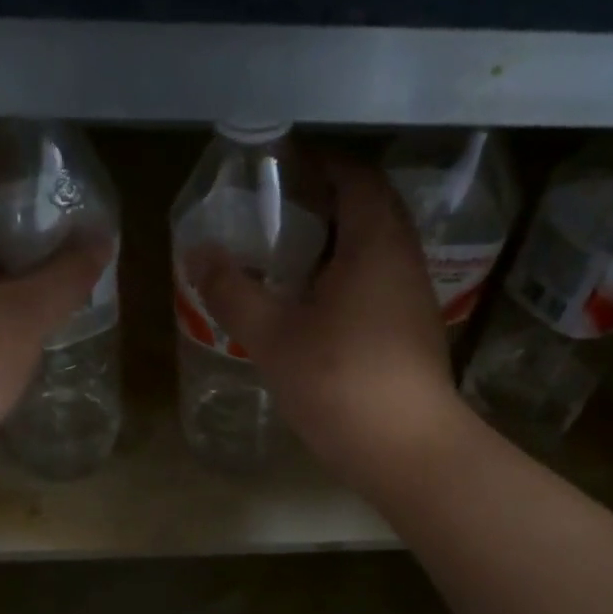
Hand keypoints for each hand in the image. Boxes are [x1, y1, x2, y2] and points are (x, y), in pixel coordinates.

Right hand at [190, 154, 467, 485]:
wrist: (406, 449)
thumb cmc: (339, 382)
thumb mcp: (273, 336)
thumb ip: (233, 292)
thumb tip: (197, 254)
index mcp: (375, 243)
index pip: (356, 178)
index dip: (322, 164)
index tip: (283, 169)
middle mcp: (404, 260)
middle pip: (371, 210)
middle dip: (329, 203)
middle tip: (280, 212)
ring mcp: (415, 298)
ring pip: (377, 251)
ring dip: (340, 244)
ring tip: (291, 258)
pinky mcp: (414, 332)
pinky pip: (381, 284)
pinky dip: (350, 278)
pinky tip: (318, 307)